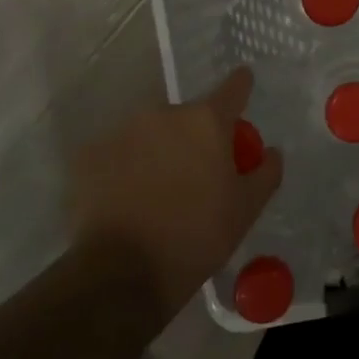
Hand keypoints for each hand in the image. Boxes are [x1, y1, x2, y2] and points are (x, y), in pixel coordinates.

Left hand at [69, 67, 283, 322]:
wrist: (122, 274)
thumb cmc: (197, 236)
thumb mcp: (247, 209)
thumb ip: (266, 172)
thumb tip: (271, 152)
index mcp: (206, 121)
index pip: (233, 88)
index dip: (241, 86)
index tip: (244, 84)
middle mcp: (163, 114)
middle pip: (187, 116)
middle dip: (195, 136)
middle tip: (198, 172)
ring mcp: (121, 132)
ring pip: (150, 134)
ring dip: (159, 151)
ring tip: (158, 192)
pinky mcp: (88, 156)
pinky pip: (117, 154)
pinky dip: (125, 168)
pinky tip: (128, 200)